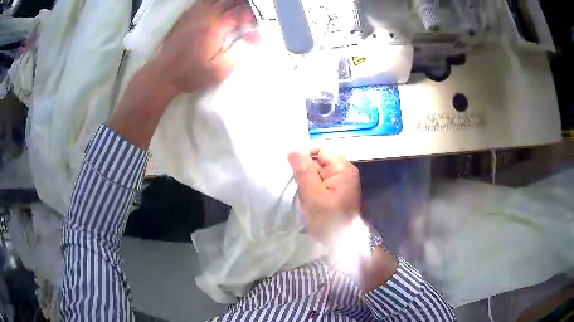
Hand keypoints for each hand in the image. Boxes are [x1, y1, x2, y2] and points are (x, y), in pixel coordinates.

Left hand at [153, 0, 256, 94]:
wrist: (163, 73)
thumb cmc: (190, 74)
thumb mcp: (218, 71)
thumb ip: (239, 54)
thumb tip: (257, 39)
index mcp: (216, 27)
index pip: (243, 13)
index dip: (254, 16)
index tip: (257, 25)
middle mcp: (207, 15)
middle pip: (232, 0)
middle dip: (245, 5)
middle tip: (249, 16)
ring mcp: (195, 13)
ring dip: (230, 2)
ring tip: (237, 8)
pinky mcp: (187, 15)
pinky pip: (203, 0)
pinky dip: (214, 1)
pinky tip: (217, 6)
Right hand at [288, 149, 360, 248]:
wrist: (341, 242)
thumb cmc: (328, 218)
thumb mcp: (313, 194)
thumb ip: (303, 171)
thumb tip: (293, 150)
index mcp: (343, 168)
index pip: (320, 151)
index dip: (305, 158)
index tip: (294, 172)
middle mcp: (344, 172)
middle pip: (319, 162)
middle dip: (306, 173)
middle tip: (300, 188)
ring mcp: (341, 183)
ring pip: (318, 174)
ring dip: (308, 183)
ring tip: (304, 196)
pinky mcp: (337, 192)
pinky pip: (321, 184)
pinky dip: (312, 190)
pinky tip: (308, 200)